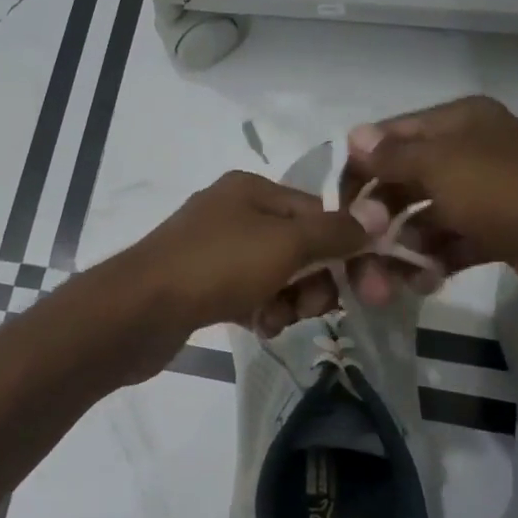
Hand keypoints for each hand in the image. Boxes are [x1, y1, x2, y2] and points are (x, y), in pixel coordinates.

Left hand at [115, 170, 366, 350]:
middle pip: (298, 245)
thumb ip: (335, 231)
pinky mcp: (200, 285)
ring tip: (275, 320)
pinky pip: (247, 295)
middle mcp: (231, 213)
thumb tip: (378, 214)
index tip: (364, 285)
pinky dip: (260, 310)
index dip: (343, 246)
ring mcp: (212, 250)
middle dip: (314, 280)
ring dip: (288, 301)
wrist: (139, 310)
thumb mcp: (285, 244)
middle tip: (314, 308)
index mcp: (250, 190)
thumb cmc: (217, 267)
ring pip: (275, 275)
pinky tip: (258, 327)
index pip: (317, 211)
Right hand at [341, 96, 517, 310]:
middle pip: (405, 179)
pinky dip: (434, 260)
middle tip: (361, 249)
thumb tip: (354, 136)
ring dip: (404, 244)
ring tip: (392, 277)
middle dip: (380, 215)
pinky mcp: (499, 230)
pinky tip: (424, 281)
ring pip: (426, 216)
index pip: (391, 137)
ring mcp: (488, 192)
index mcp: (460, 122)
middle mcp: (472, 150)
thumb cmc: (508, 195)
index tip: (338, 206)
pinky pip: (452, 241)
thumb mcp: (442, 167)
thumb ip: (393, 155)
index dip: (360, 167)